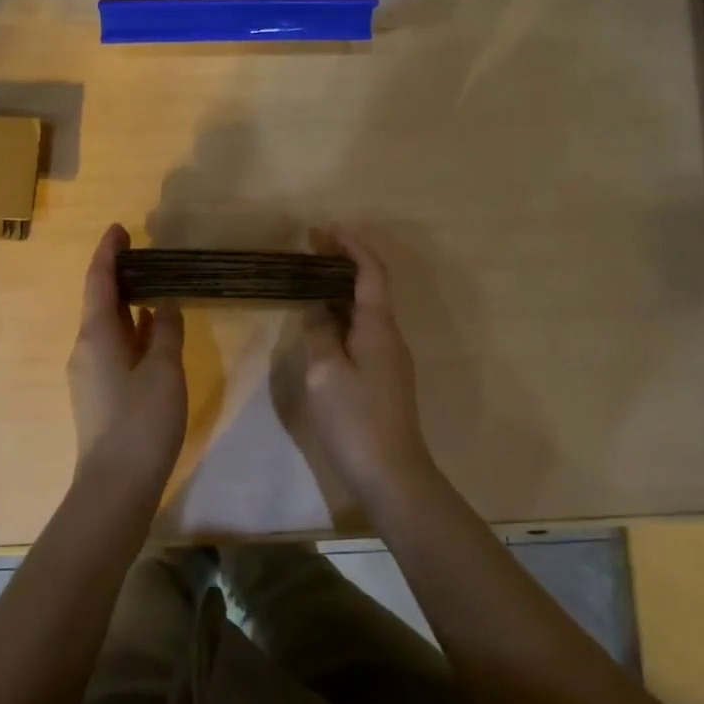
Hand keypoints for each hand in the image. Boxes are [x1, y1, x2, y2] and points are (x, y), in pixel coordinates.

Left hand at [67, 225, 186, 493]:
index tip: (119, 228)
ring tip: (154, 285)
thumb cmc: (141, 421)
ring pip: (109, 327)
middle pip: (100, 302)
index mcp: (96, 335)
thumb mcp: (163, 370)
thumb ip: (165, 331)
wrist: (116, 485)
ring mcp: (91, 374)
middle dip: (119, 275)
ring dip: (127, 303)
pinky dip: (132, 331)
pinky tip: (151, 331)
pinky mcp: (100, 394)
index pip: (98, 281)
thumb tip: (163, 303)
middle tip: (145, 254)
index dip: (108, 253)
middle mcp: (86, 349)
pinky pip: (115, 348)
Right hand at [303, 227, 439, 499]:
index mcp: (378, 328)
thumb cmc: (355, 419)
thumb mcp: (326, 373)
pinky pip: (363, 333)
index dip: (352, 247)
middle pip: (370, 288)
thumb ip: (321, 334)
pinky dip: (343, 318)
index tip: (327, 230)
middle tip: (311, 252)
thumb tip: (318, 307)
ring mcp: (390, 359)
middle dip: (344, 265)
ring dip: (342, 292)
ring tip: (311, 282)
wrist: (392, 473)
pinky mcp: (384, 378)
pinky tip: (324, 326)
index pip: (370, 273)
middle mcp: (390, 336)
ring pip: (366, 312)